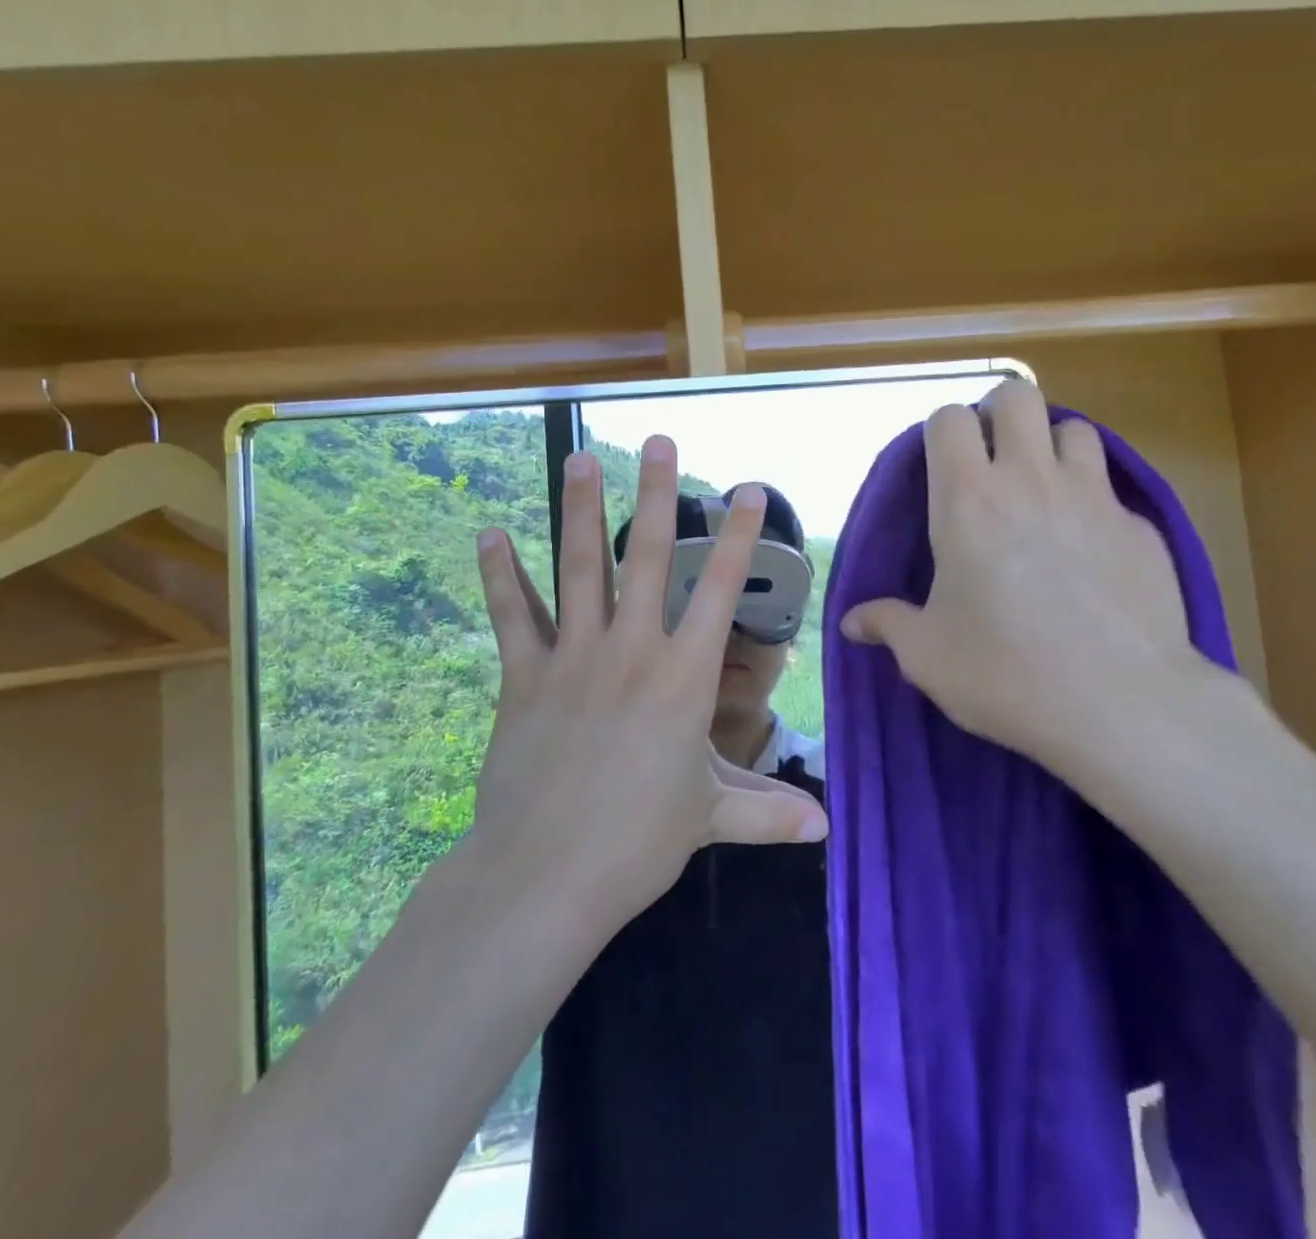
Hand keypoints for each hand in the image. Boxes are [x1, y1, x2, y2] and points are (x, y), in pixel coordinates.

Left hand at [471, 437, 827, 928]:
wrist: (546, 874)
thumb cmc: (640, 843)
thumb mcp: (711, 817)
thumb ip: (768, 811)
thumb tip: (826, 828)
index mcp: (684, 677)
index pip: (719, 590)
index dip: (736, 536)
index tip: (746, 488)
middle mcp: (631, 650)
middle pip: (647, 557)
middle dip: (657, 495)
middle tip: (658, 442)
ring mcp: (573, 657)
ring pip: (578, 568)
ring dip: (580, 510)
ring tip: (580, 458)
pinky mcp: (524, 676)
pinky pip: (513, 615)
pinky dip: (500, 574)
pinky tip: (489, 533)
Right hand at [840, 380, 1208, 777]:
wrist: (1122, 706)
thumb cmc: (1005, 673)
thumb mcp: (927, 655)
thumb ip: (887, 624)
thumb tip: (851, 622)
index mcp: (968, 500)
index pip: (949, 419)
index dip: (942, 431)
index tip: (942, 466)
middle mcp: (1031, 480)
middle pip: (1018, 396)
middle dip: (1000, 413)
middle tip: (992, 460)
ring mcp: (1094, 498)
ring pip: (1074, 429)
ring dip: (1052, 448)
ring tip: (1042, 492)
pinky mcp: (1141, 528)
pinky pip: (1112, 491)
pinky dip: (1093, 503)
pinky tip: (1089, 552)